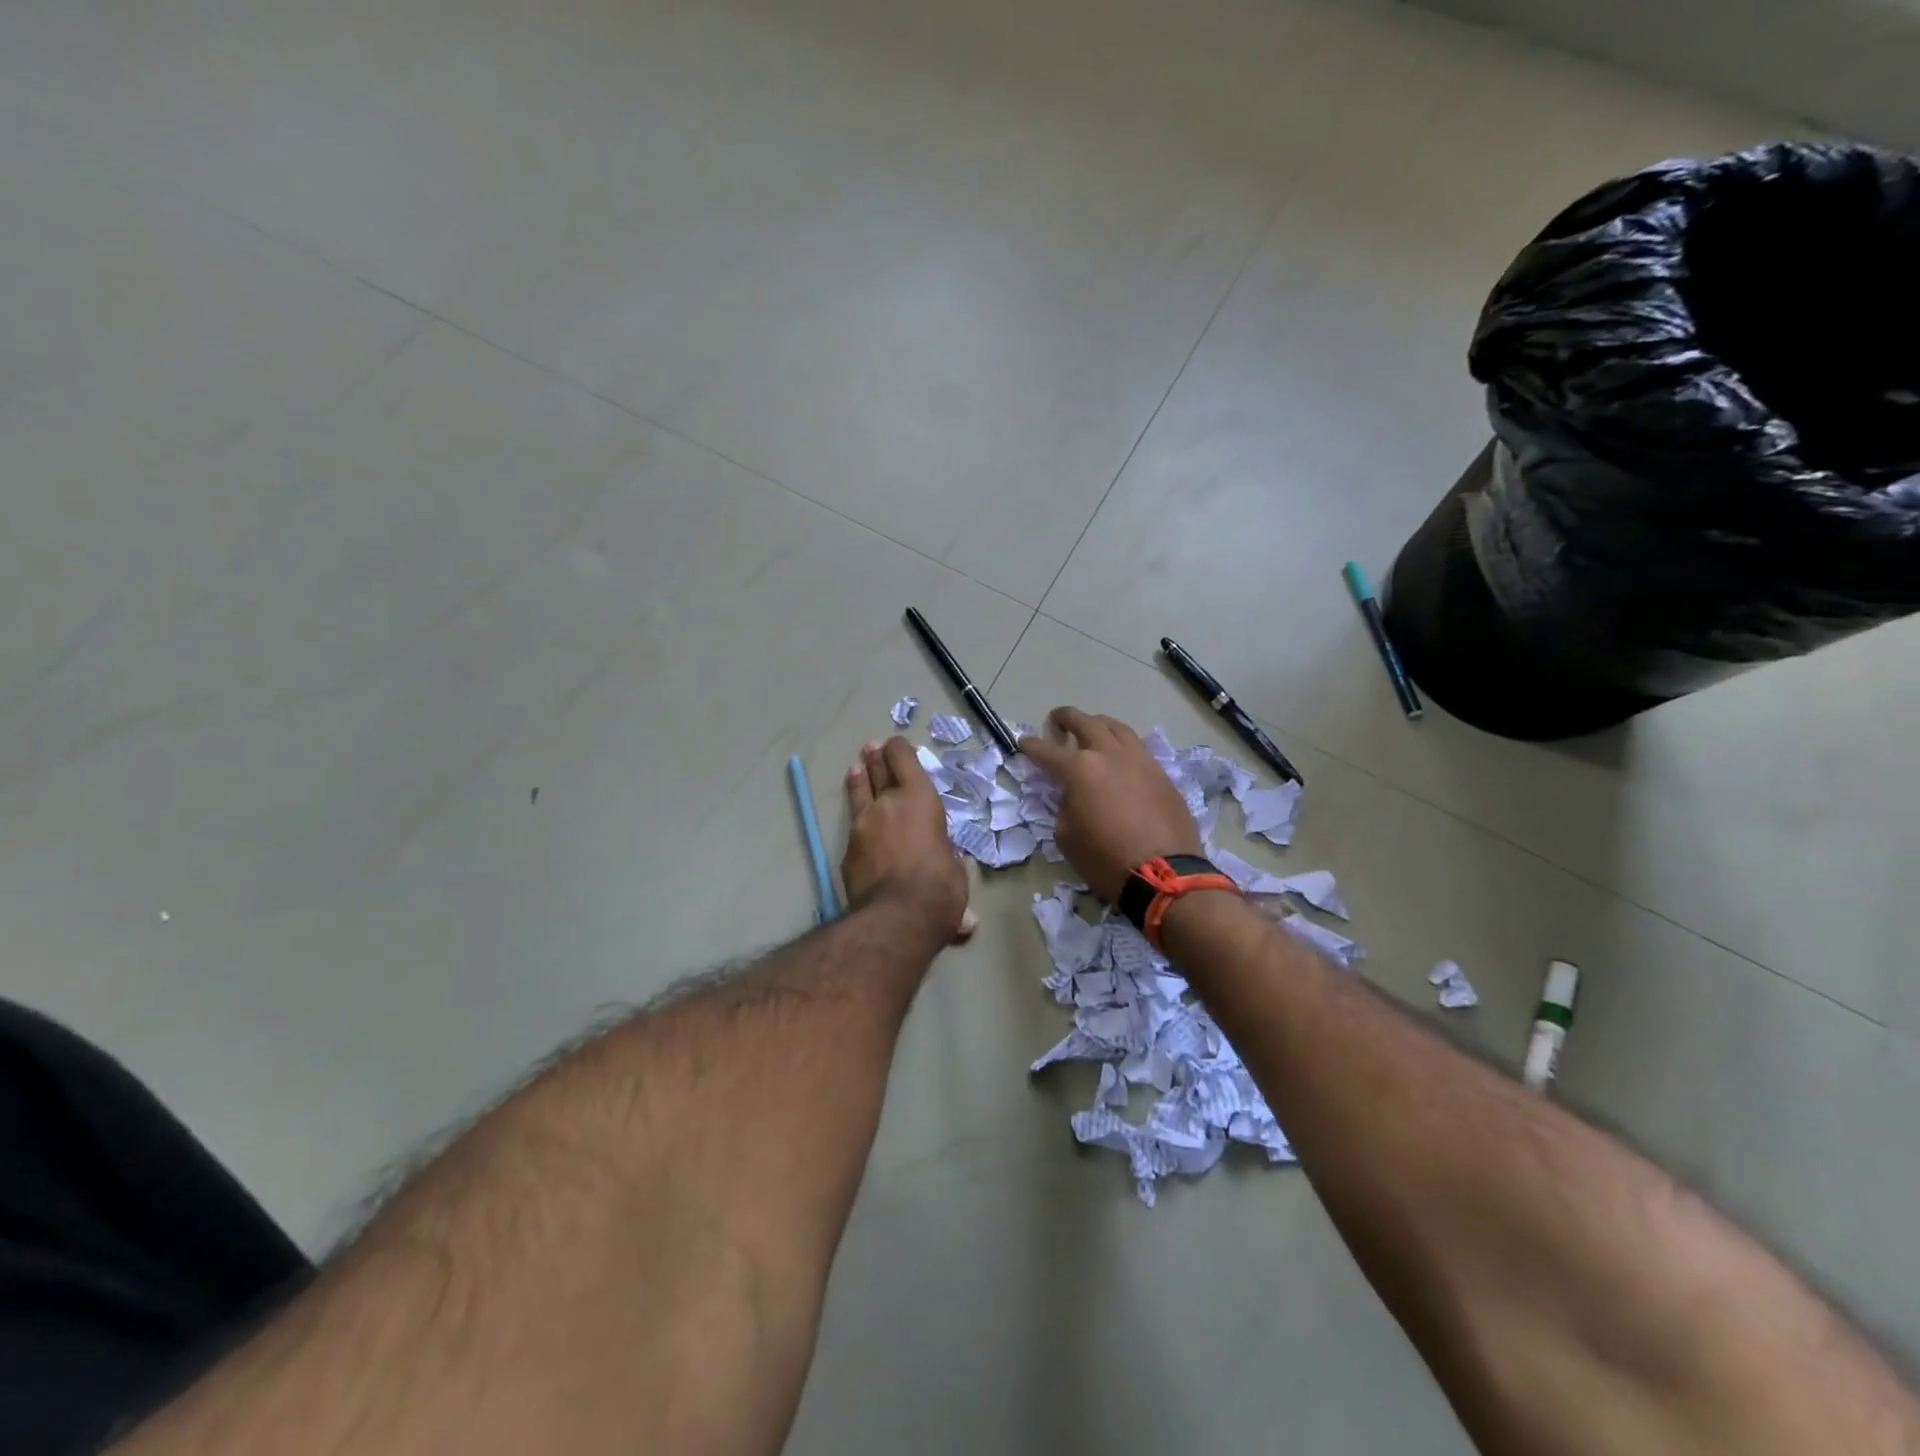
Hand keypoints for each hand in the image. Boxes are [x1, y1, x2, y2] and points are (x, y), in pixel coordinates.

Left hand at [842, 737, 975, 942]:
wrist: (896, 916)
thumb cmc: (940, 887)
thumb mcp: (955, 869)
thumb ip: (948, 866)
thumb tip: (956, 897)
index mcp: (920, 799)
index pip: (904, 760)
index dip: (899, 749)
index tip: (896, 745)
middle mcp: (888, 803)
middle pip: (878, 771)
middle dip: (877, 758)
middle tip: (872, 748)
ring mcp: (863, 824)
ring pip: (859, 793)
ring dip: (859, 781)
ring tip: (856, 770)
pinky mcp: (848, 849)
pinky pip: (854, 826)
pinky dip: (857, 819)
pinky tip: (856, 822)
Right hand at [1019, 708, 1200, 901]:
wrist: (1165, 875)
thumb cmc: (1105, 859)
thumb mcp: (1067, 836)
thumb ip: (1064, 806)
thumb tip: (1072, 795)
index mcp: (1080, 769)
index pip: (1047, 751)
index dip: (1031, 746)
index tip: (1023, 742)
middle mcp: (1110, 754)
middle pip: (1085, 722)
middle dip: (1066, 718)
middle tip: (1057, 720)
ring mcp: (1140, 760)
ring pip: (1117, 728)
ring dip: (1098, 725)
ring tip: (1092, 730)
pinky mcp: (1161, 773)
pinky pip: (1137, 748)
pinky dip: (1122, 745)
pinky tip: (1120, 757)